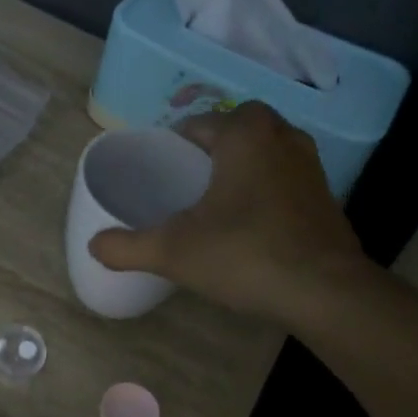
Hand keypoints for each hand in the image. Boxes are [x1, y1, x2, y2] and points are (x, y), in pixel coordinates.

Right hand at [88, 103, 367, 326]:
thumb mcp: (173, 252)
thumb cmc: (244, 254)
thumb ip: (127, 246)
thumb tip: (93, 245)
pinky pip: (283, 180)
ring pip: (262, 155)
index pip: (197, 125)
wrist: (324, 291)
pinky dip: (264, 192)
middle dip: (208, 154)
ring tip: (212, 206)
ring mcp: (310, 165)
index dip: (173, 147)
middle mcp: (282, 136)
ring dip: (239, 171)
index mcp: (244, 133)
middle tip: (183, 188)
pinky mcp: (325, 196)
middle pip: (233, 133)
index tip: (158, 175)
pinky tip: (249, 227)